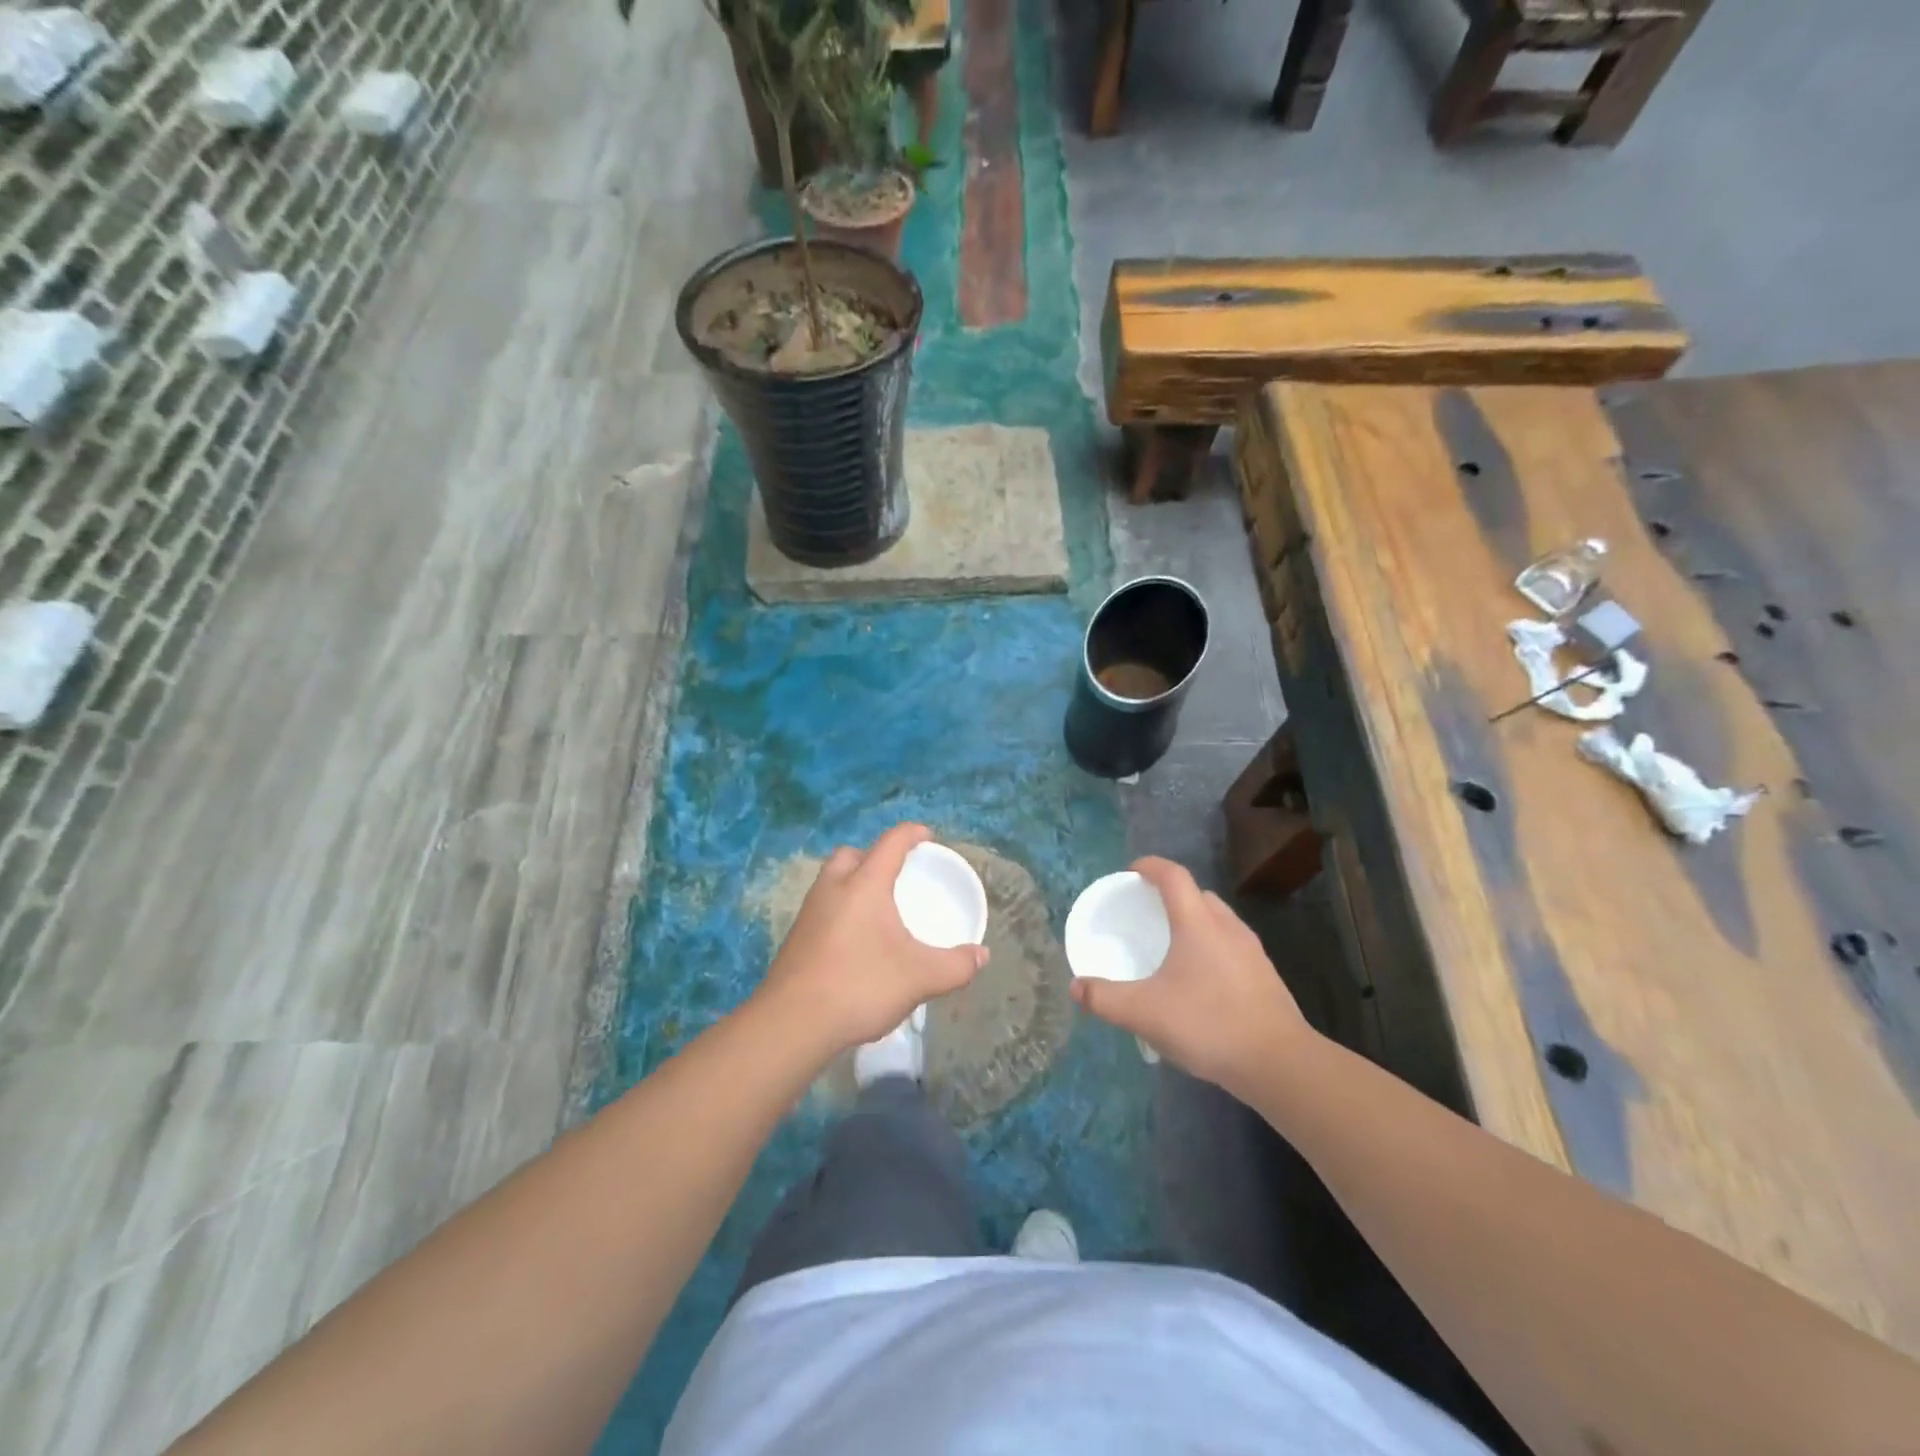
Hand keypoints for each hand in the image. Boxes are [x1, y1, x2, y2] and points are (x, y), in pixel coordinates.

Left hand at [757, 823, 987, 1052]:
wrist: (792, 1023)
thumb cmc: (860, 985)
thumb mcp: (920, 977)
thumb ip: (955, 966)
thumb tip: (981, 956)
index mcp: (864, 884)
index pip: (890, 843)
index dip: (911, 834)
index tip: (928, 836)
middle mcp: (833, 888)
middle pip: (851, 855)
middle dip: (874, 856)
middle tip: (895, 875)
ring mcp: (808, 913)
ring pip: (831, 881)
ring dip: (852, 883)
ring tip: (877, 909)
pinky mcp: (796, 939)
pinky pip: (822, 908)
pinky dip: (840, 911)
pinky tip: (854, 941)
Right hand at [1069, 857, 1311, 1095]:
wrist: (1280, 1063)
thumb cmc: (1209, 1025)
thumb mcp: (1144, 1013)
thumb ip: (1105, 999)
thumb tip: (1075, 988)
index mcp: (1197, 923)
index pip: (1173, 876)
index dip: (1150, 866)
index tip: (1130, 872)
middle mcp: (1227, 927)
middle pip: (1198, 895)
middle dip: (1171, 896)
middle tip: (1147, 913)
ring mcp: (1251, 951)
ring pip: (1218, 920)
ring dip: (1193, 921)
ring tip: (1172, 947)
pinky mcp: (1265, 976)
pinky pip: (1232, 946)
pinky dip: (1211, 948)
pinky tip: (1200, 981)